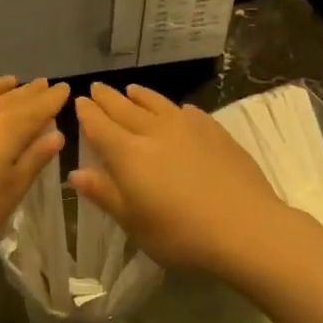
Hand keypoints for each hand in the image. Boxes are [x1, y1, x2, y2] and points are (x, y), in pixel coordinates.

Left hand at [0, 76, 68, 255]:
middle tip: (43, 83)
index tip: (65, 88)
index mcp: (9, 128)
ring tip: (10, 81)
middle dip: (31, 90)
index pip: (39, 107)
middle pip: (13, 96)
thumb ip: (34, 160)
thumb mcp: (10, 192)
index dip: (54, 98)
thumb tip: (56, 134)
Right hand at [70, 84, 291, 274]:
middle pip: (125, 109)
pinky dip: (174, 108)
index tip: (79, 102)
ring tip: (131, 90)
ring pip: (157, 104)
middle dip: (108, 99)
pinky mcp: (216, 132)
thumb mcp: (134, 223)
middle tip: (96, 88)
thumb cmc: (181, 234)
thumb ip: (105, 194)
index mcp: (129, 154)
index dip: (87, 114)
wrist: (245, 227)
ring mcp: (188, 128)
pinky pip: (188, 112)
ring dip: (140, 96)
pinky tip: (178, 110)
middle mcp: (155, 132)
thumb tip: (76, 173)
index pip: (100, 127)